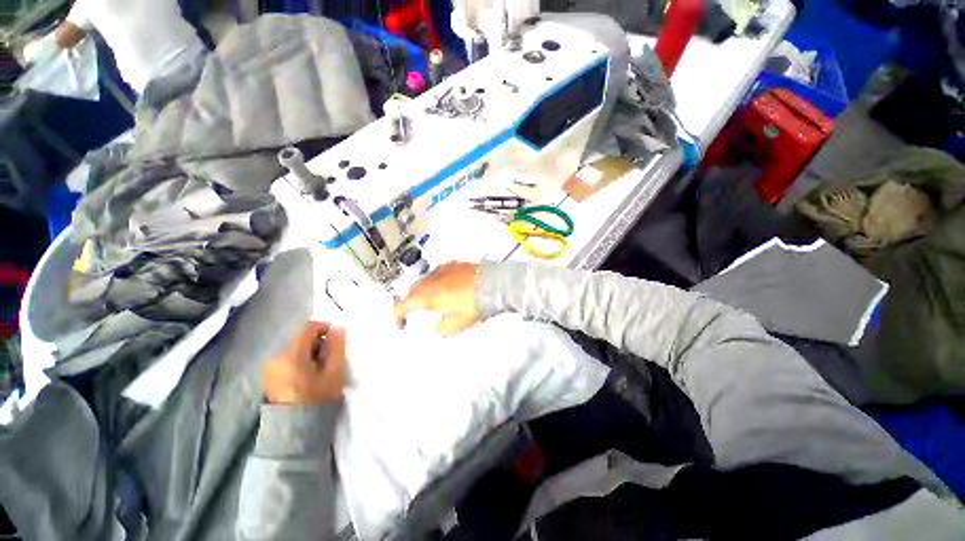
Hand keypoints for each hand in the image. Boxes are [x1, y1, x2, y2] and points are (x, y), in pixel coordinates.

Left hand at [262, 321, 345, 403]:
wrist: (296, 429)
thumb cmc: (319, 398)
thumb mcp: (334, 371)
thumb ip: (336, 346)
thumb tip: (338, 327)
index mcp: (291, 355)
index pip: (308, 327)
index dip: (325, 327)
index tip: (336, 337)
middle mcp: (275, 356)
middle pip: (300, 337)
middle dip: (317, 341)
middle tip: (330, 355)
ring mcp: (269, 366)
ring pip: (294, 347)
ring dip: (309, 350)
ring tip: (319, 366)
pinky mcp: (268, 374)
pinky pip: (287, 357)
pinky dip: (299, 358)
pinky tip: (307, 372)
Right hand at [393, 262, 480, 335]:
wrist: (494, 284)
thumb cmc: (475, 304)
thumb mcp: (456, 325)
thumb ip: (440, 328)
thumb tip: (436, 327)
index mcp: (427, 296)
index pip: (401, 305)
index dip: (396, 317)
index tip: (400, 325)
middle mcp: (431, 280)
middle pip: (412, 291)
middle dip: (411, 303)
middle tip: (417, 314)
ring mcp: (442, 270)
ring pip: (424, 281)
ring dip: (424, 292)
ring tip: (435, 302)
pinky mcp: (454, 265)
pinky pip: (438, 274)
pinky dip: (436, 283)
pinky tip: (448, 289)